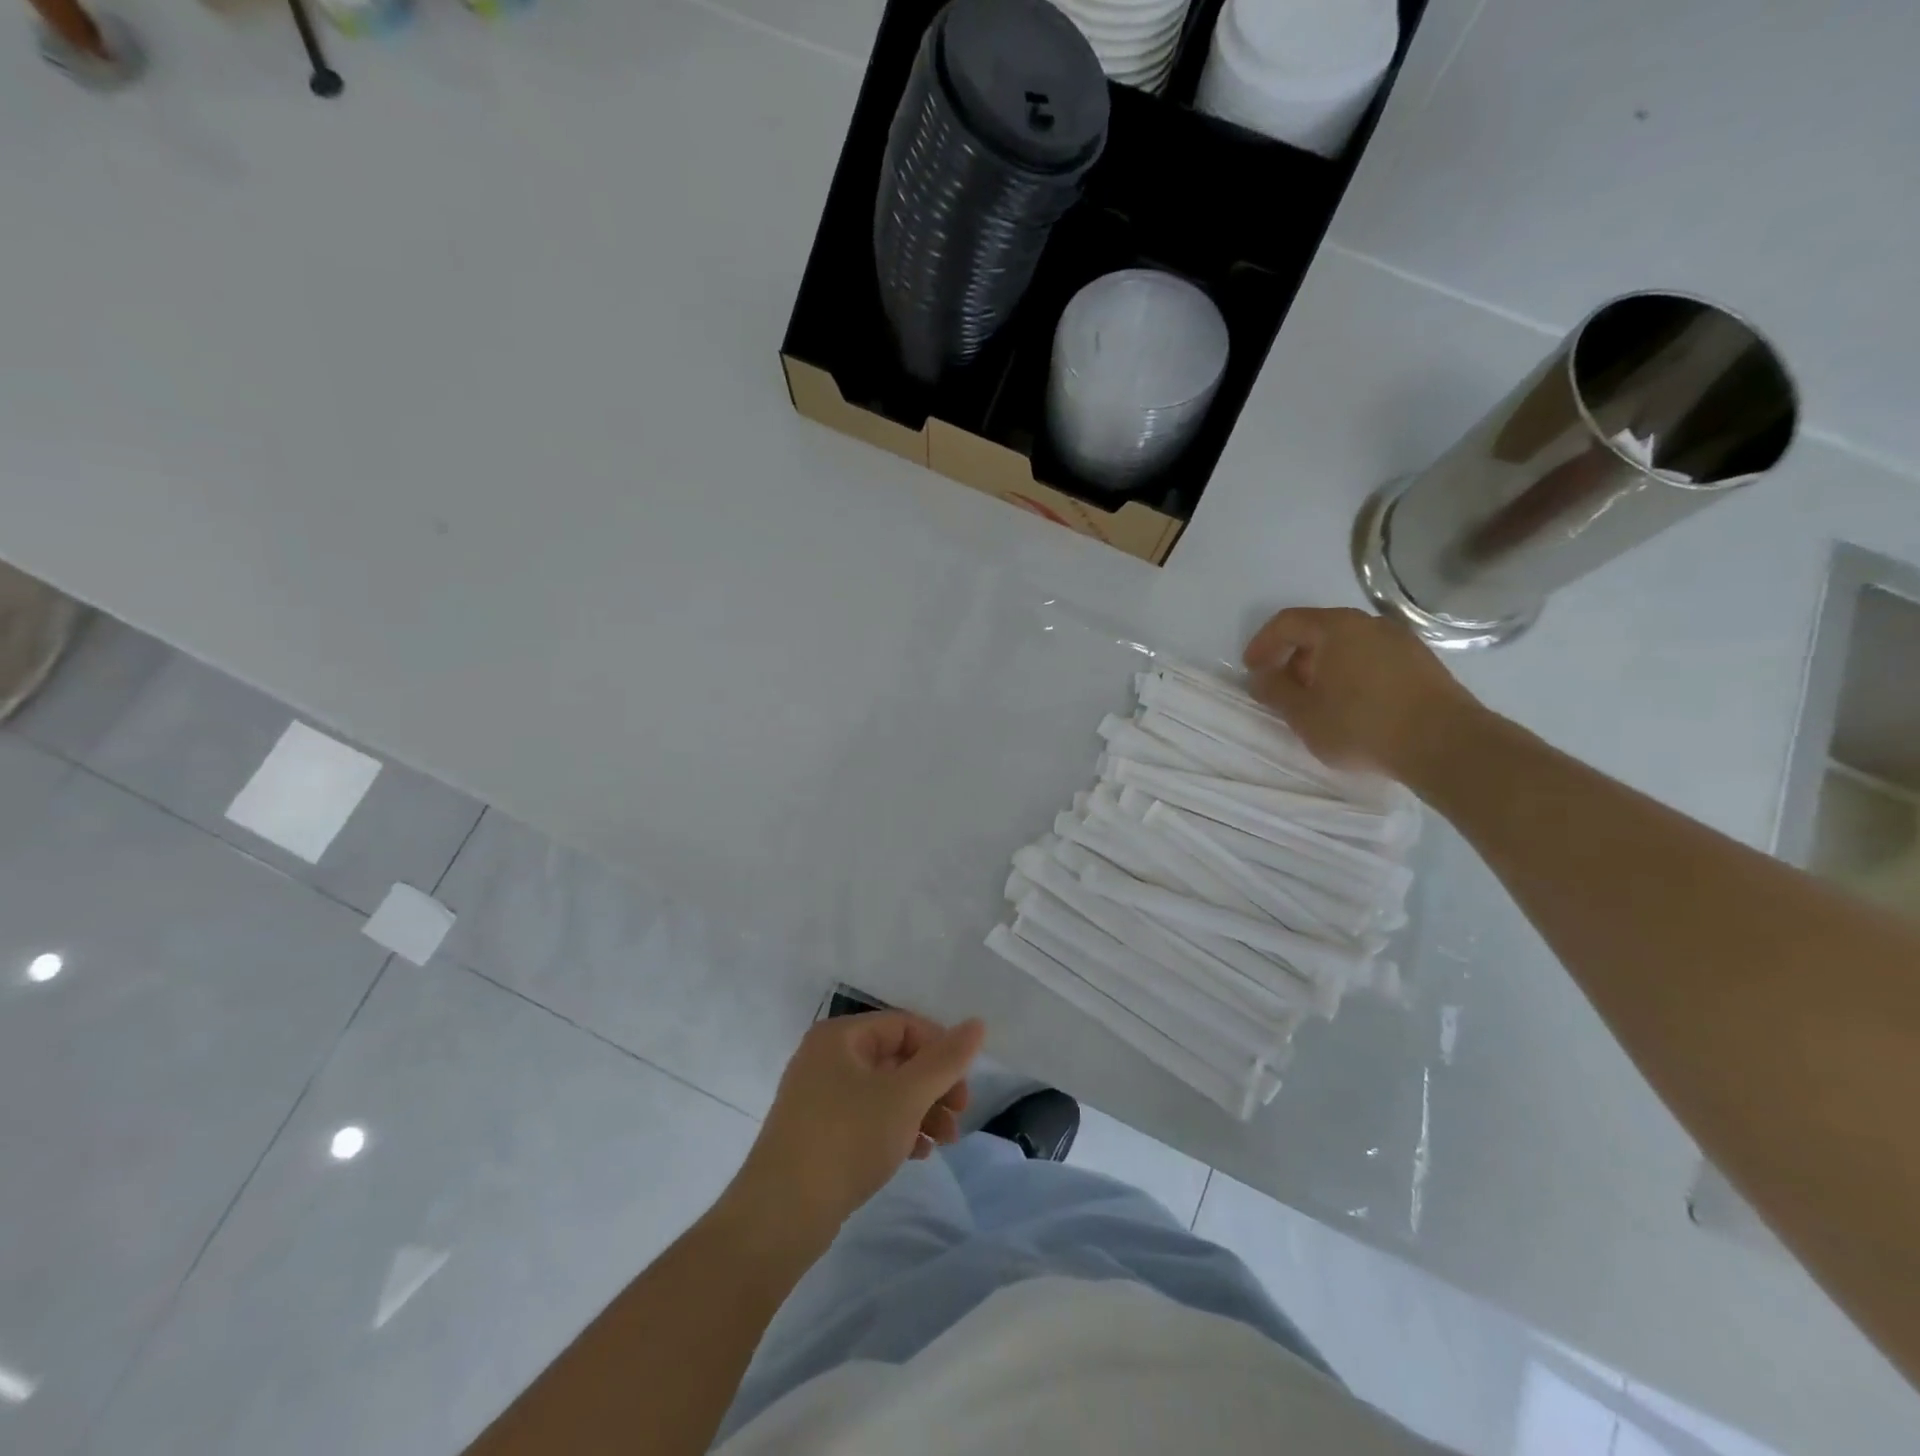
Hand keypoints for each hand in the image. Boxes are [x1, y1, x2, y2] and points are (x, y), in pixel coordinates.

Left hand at [727, 1011, 985, 1241]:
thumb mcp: (905, 1097)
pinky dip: (896, 1129)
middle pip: (896, 1058)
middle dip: (934, 1087)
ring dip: (921, 1111)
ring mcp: (819, 1097)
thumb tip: (977, 1024)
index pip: (904, 1025)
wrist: (780, 1217)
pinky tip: (917, 1154)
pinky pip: (868, 1117)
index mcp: (840, 1036)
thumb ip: (945, 1061)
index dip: (940, 1050)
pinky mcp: (818, 1133)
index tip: (963, 1087)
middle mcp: (826, 1058)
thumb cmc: (846, 1140)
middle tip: (959, 1117)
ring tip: (945, 1142)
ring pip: (884, 1091)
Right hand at [1242, 607, 1482, 780]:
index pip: (1287, 622)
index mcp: (1336, 628)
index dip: (1263, 644)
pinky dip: (1352, 674)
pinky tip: (1352, 706)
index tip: (1252, 671)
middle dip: (1294, 658)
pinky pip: (1373, 659)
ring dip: (1324, 668)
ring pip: (1348, 646)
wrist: (1444, 743)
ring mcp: (1401, 641)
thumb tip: (1261, 678)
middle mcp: (1370, 624)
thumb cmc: (1361, 724)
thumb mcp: (1303, 714)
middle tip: (1284, 690)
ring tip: (1317, 702)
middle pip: (1319, 631)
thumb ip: (1275, 692)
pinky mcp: (1422, 663)